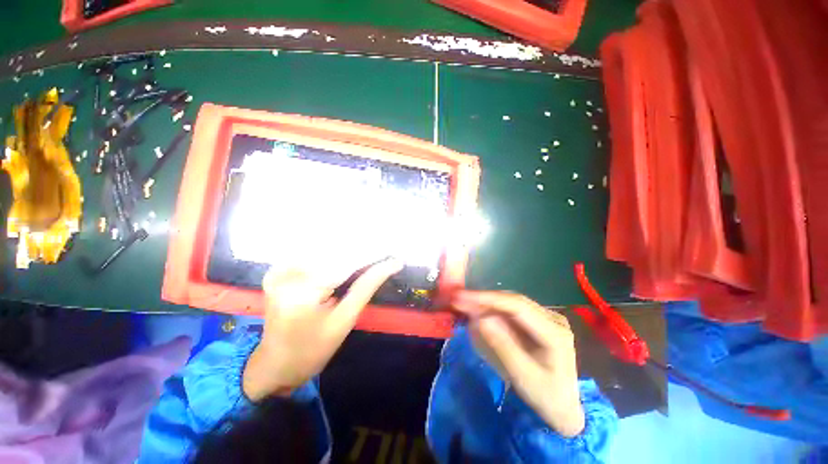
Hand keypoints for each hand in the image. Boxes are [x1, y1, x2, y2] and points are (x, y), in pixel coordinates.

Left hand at [243, 259, 402, 400]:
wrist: (276, 364)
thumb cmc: (313, 349)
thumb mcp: (345, 320)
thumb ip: (367, 286)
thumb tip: (392, 264)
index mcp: (303, 292)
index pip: (346, 263)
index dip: (371, 255)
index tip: (393, 254)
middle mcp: (287, 274)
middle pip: (334, 251)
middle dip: (362, 251)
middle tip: (384, 254)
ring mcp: (279, 270)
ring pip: (324, 249)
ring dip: (348, 250)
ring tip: (369, 255)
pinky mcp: (277, 270)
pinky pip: (311, 253)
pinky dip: (331, 254)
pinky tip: (345, 257)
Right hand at [452, 291, 585, 436]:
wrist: (563, 408)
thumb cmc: (545, 396)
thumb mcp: (522, 376)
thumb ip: (502, 346)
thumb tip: (480, 318)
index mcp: (555, 332)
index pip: (517, 306)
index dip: (488, 298)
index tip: (463, 297)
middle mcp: (553, 318)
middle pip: (513, 301)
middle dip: (484, 299)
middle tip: (458, 299)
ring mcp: (546, 318)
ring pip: (510, 303)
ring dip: (486, 303)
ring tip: (464, 303)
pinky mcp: (537, 322)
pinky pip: (511, 311)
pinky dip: (492, 310)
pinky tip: (479, 311)